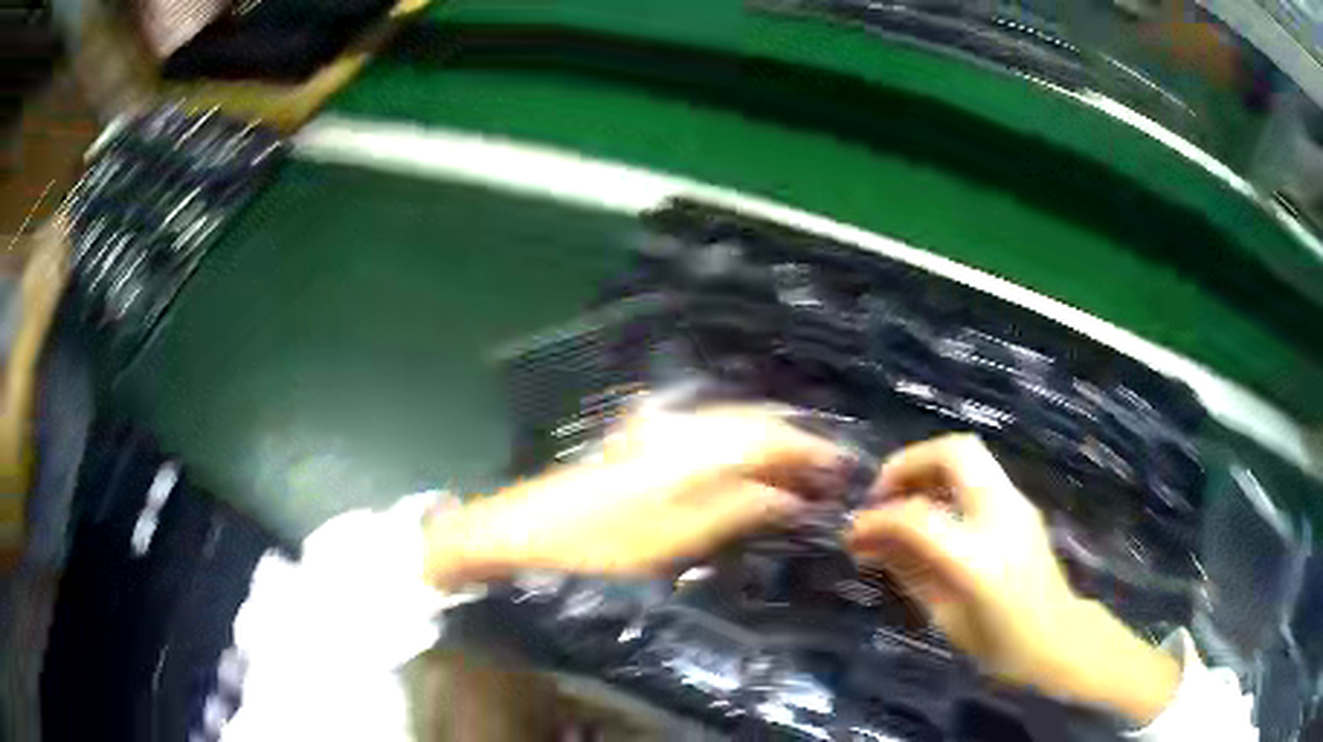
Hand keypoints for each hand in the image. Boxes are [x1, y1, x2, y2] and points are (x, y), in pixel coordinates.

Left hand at [425, 404, 843, 583]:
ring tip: (799, 474)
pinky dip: (738, 451)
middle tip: (829, 475)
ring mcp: (656, 433)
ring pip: (732, 427)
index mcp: (693, 451)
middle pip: (755, 424)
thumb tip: (793, 495)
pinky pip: (707, 438)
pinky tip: (745, 470)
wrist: (519, 536)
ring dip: (769, 446)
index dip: (812, 451)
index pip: (772, 438)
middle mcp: (680, 428)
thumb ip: (737, 511)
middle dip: (797, 445)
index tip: (847, 470)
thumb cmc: (597, 551)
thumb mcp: (674, 543)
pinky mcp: (639, 446)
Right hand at [846, 435, 1179, 724]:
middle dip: (908, 462)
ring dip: (928, 467)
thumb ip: (908, 570)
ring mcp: (1018, 503)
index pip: (917, 517)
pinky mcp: (1023, 503)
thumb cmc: (998, 644)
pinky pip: (978, 474)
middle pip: (954, 452)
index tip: (854, 533)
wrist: (1057, 639)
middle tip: (882, 493)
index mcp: (978, 558)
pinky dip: (946, 481)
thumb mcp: (944, 617)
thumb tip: (868, 541)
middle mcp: (1002, 516)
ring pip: (968, 453)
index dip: (877, 519)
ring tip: (902, 500)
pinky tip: (933, 514)